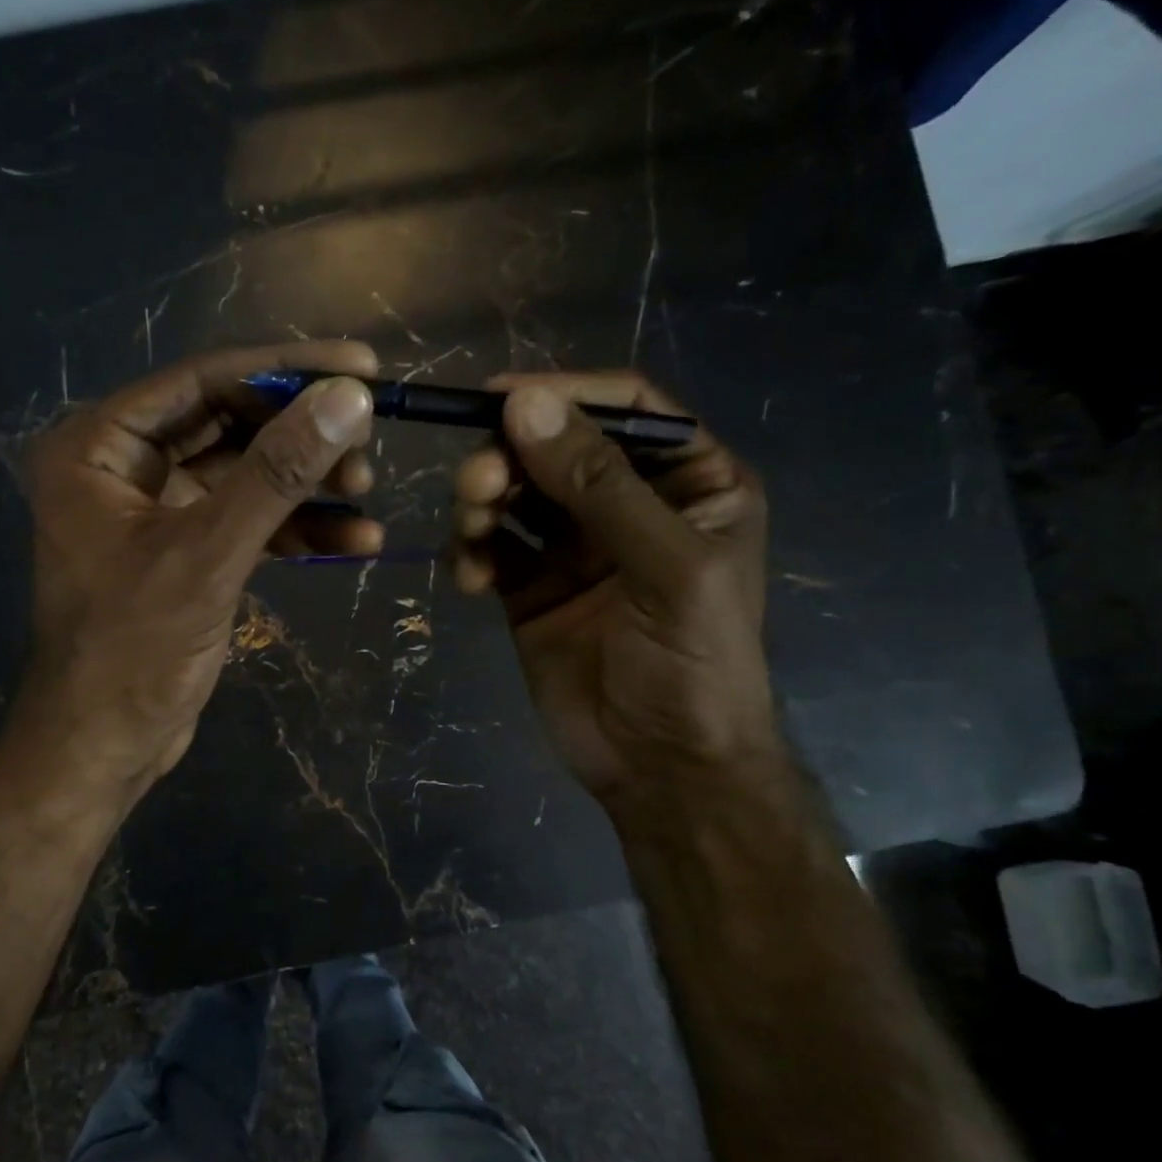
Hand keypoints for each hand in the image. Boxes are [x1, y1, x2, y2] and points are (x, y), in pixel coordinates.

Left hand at [17, 340, 380, 786]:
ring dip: (306, 484)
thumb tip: (347, 397)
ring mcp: (155, 512)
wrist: (105, 746)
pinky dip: (296, 530)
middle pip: (227, 425)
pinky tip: (356, 540)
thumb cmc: (134, 650)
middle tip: (369, 441)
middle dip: (300, 436)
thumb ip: (277, 474)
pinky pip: (246, 523)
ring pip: (243, 476)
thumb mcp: (208, 555)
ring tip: (368, 491)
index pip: (201, 382)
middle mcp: (121, 467)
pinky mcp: (184, 554)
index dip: (285, 370)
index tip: (361, 365)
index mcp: (97, 447)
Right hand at [451, 372, 776, 806]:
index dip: (564, 394)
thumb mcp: (665, 565)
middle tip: (477, 485)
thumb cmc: (692, 663)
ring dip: (483, 502)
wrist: (662, 767)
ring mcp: (574, 548)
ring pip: (515, 494)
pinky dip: (471, 552)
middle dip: (511, 458)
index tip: (498, 397)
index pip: (625, 410)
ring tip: (472, 531)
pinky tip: (468, 579)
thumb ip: (599, 484)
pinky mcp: (529, 589)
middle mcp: (628, 505)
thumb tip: (524, 404)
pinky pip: (491, 548)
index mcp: (689, 483)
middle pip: (556, 448)